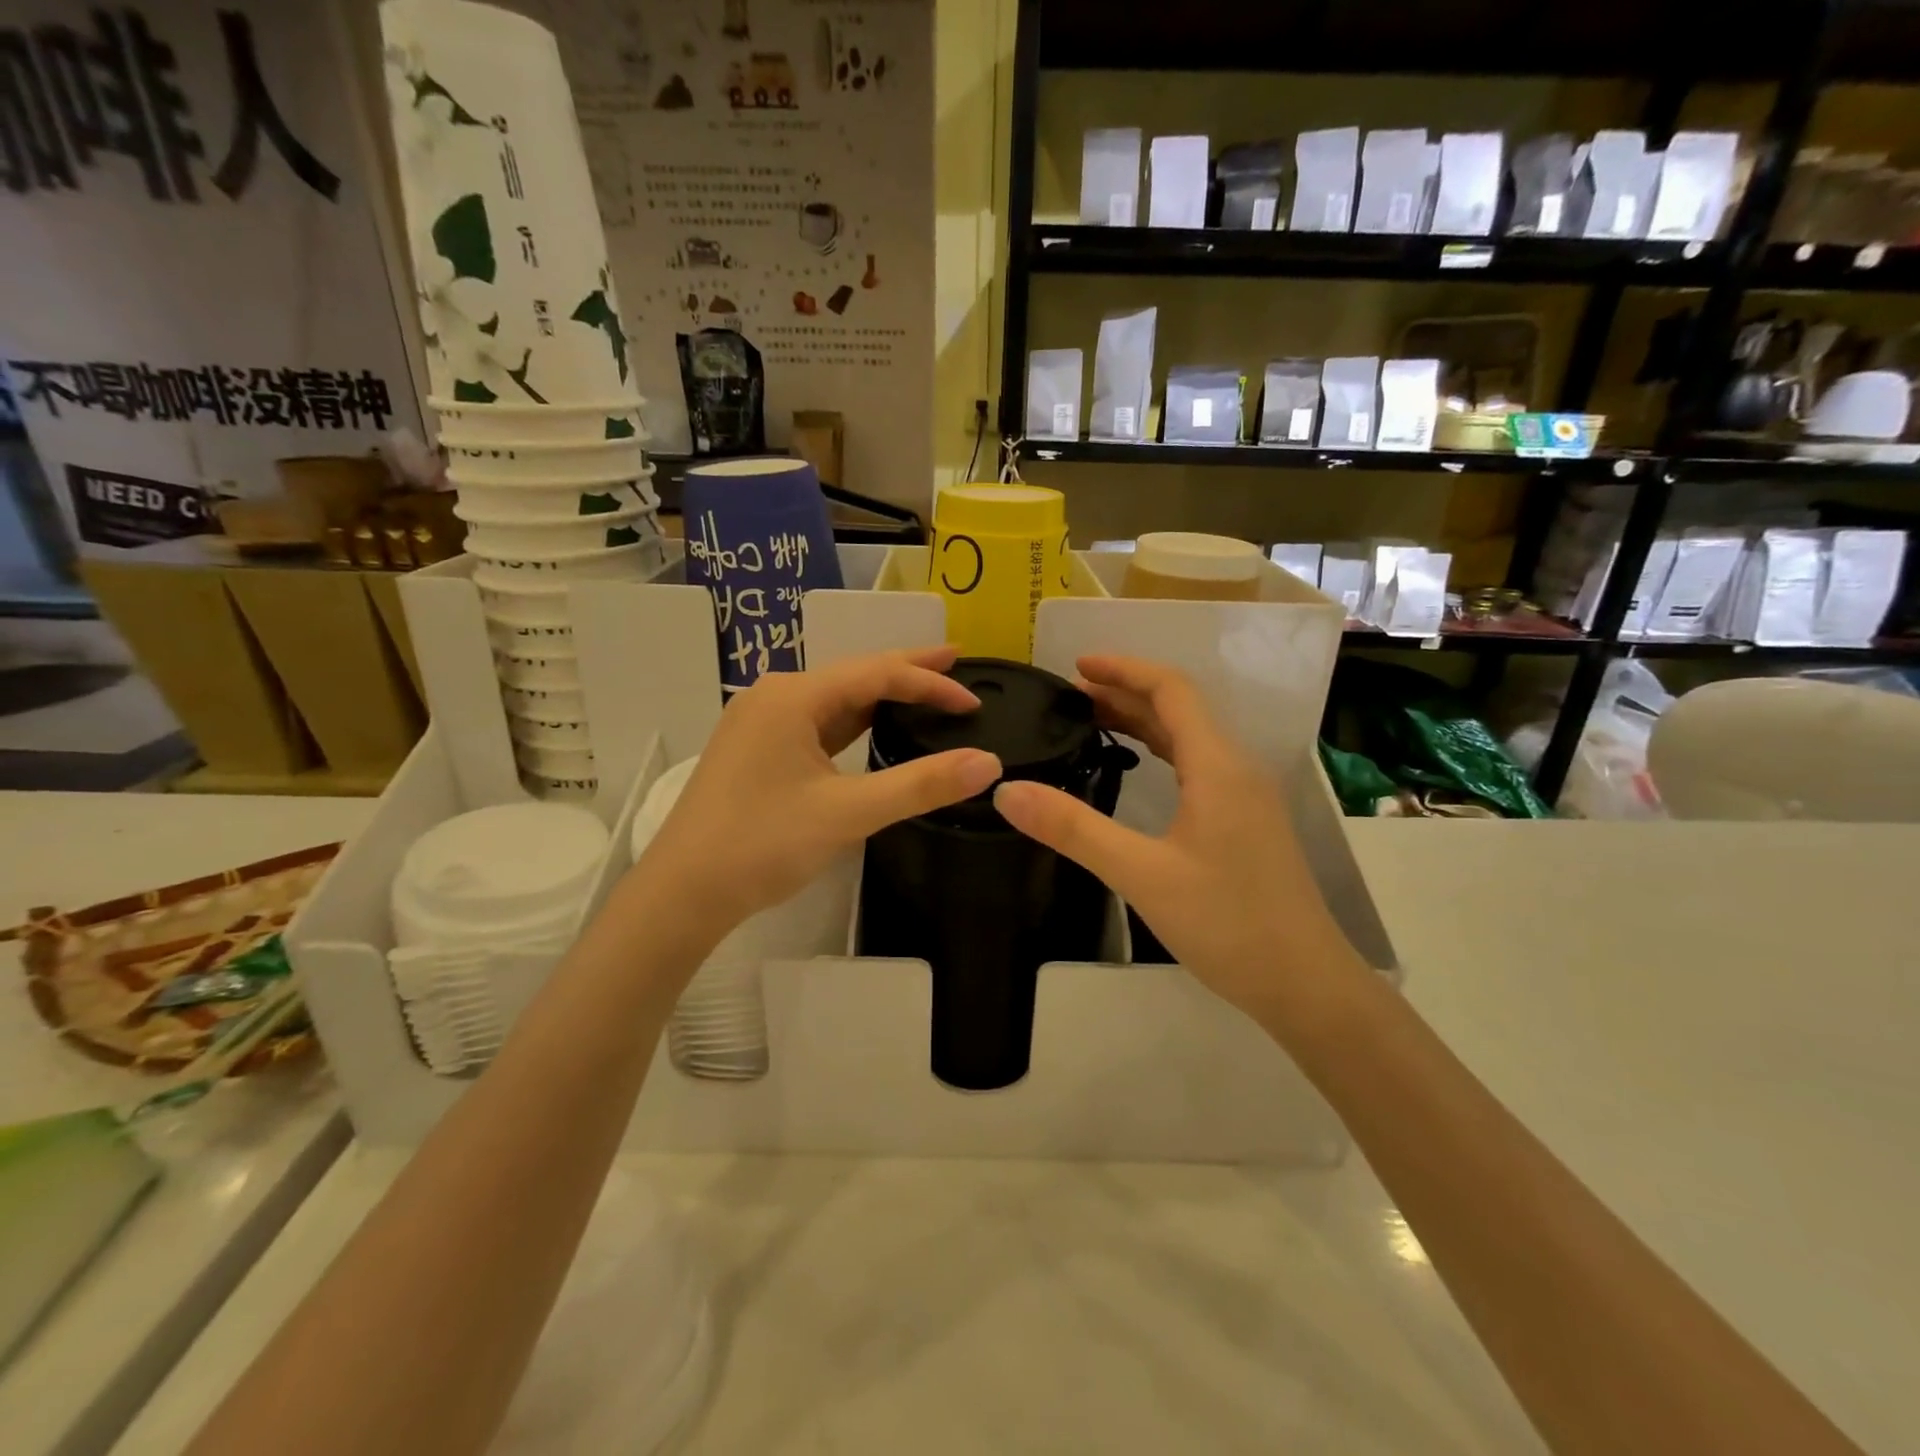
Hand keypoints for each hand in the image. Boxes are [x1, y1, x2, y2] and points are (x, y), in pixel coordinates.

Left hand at [636, 646, 1001, 936]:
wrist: (683, 892)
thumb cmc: (763, 844)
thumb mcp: (849, 812)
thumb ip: (921, 785)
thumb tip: (989, 764)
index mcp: (793, 696)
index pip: (877, 674)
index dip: (930, 684)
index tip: (974, 700)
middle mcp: (775, 696)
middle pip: (854, 675)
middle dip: (907, 671)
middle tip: (957, 663)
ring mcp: (761, 722)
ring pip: (835, 699)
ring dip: (880, 696)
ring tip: (925, 691)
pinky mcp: (757, 748)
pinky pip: (817, 723)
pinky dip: (853, 722)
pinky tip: (873, 727)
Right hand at [992, 656, 1364, 1027]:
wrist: (1305, 984)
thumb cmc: (1227, 923)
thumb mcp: (1141, 874)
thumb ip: (1073, 829)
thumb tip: (1006, 792)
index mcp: (1218, 766)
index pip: (1171, 690)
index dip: (1124, 669)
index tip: (1076, 667)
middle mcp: (1236, 769)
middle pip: (1179, 710)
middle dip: (1125, 693)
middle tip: (1069, 698)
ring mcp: (1245, 797)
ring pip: (1189, 739)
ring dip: (1143, 722)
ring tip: (1091, 722)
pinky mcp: (1244, 824)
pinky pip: (1197, 768)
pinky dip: (1160, 753)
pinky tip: (1136, 771)